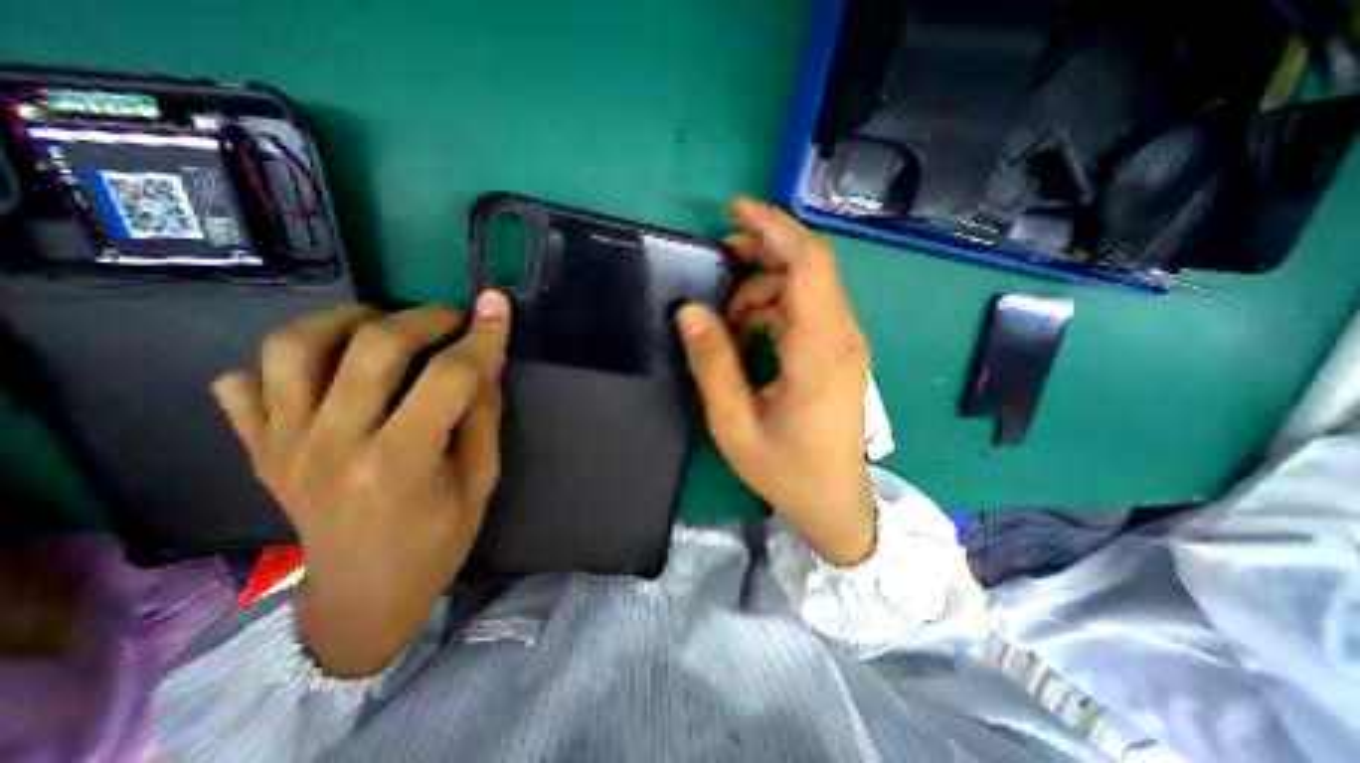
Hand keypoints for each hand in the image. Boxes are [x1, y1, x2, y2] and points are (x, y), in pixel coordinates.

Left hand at [216, 289, 511, 672]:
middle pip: (373, 346)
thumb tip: (487, 361)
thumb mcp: (482, 480)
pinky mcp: (259, 449)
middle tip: (453, 317)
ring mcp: (283, 445)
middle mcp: (334, 445)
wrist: (362, 596)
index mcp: (401, 461)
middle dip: (425, 317)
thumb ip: (484, 415)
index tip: (498, 309)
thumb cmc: (438, 541)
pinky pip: (245, 383)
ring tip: (384, 324)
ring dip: (348, 319)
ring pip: (294, 347)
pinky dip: (284, 361)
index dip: (482, 336)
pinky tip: (327, 369)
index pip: (449, 376)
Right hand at [678, 198, 877, 566]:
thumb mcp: (734, 423)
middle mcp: (841, 337)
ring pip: (805, 287)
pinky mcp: (838, 354)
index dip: (774, 227)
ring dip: (763, 288)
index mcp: (819, 350)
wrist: (835, 503)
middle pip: (810, 265)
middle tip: (720, 259)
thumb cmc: (786, 471)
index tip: (735, 210)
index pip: (807, 263)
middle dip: (763, 250)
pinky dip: (774, 309)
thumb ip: (712, 365)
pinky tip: (749, 334)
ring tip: (727, 320)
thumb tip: (689, 312)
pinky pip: (807, 311)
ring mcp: (844, 344)